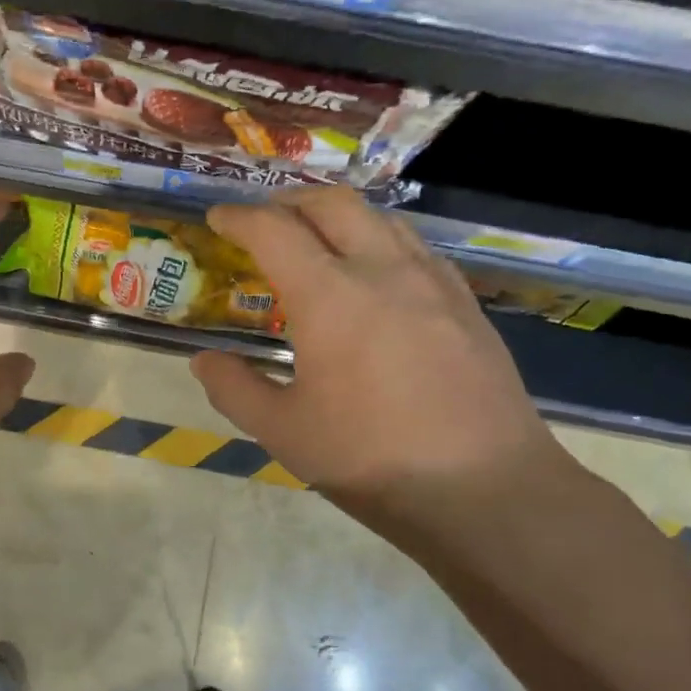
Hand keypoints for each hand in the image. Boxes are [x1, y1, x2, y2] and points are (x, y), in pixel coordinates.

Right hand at [190, 187, 566, 508]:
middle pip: (334, 205)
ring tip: (318, 237)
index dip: (239, 218)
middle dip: (291, 201)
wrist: (486, 489)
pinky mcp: (467, 304)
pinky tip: (379, 274)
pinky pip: (417, 248)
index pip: (274, 231)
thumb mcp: (284, 432)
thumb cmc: (371, 459)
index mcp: (330, 296)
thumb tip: (204, 362)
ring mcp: (433, 283)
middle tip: (265, 218)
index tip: (217, 217)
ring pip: (382, 219)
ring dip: (340, 215)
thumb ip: (235, 389)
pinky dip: (382, 241)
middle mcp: (383, 271)